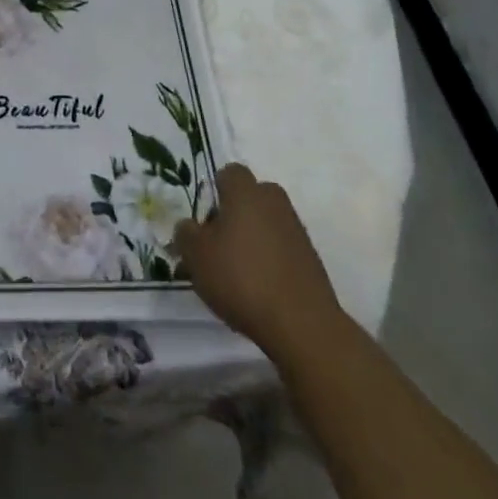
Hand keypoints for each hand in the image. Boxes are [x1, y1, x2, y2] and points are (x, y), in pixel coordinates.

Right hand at [173, 163, 345, 354]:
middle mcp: (274, 202)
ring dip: (254, 239)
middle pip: (251, 197)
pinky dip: (271, 261)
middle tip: (219, 244)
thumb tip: (188, 226)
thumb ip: (185, 233)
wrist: (302, 325)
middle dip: (236, 214)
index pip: (229, 173)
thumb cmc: (241, 278)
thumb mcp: (196, 256)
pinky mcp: (312, 260)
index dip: (214, 192)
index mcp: (246, 192)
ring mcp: (297, 230)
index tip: (205, 219)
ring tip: (239, 273)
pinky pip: (283, 248)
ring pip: (268, 223)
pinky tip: (261, 289)